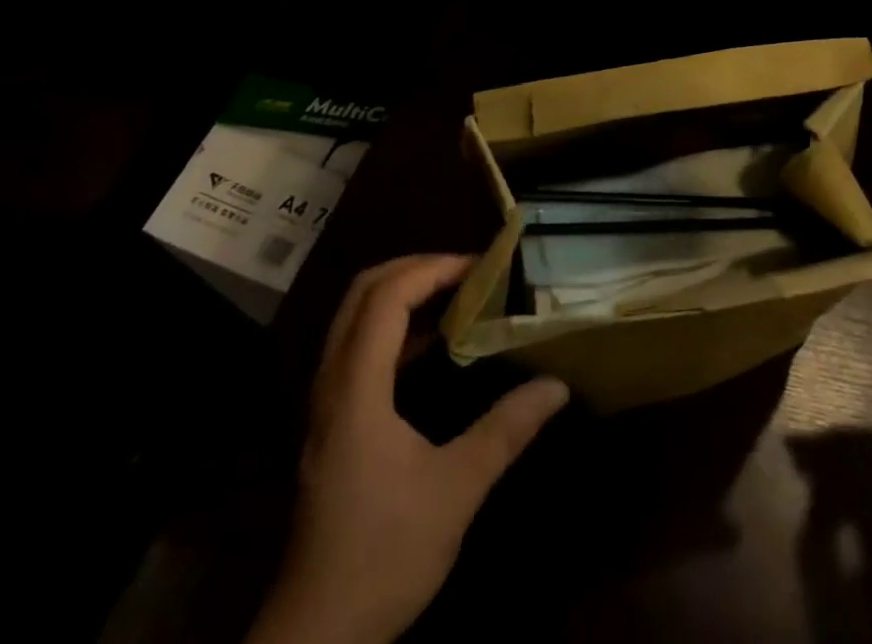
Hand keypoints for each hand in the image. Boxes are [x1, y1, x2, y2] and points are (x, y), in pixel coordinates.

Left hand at [249, 255, 569, 643]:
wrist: (314, 638)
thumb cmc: (384, 555)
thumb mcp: (456, 490)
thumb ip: (506, 429)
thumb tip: (557, 386)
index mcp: (356, 389)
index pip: (386, 298)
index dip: (432, 269)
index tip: (478, 266)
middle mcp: (332, 384)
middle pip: (361, 294)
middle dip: (414, 268)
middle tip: (464, 270)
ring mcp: (325, 405)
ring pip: (354, 319)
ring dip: (401, 294)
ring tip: (453, 294)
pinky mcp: (330, 425)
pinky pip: (356, 348)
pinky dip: (393, 328)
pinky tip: (430, 346)